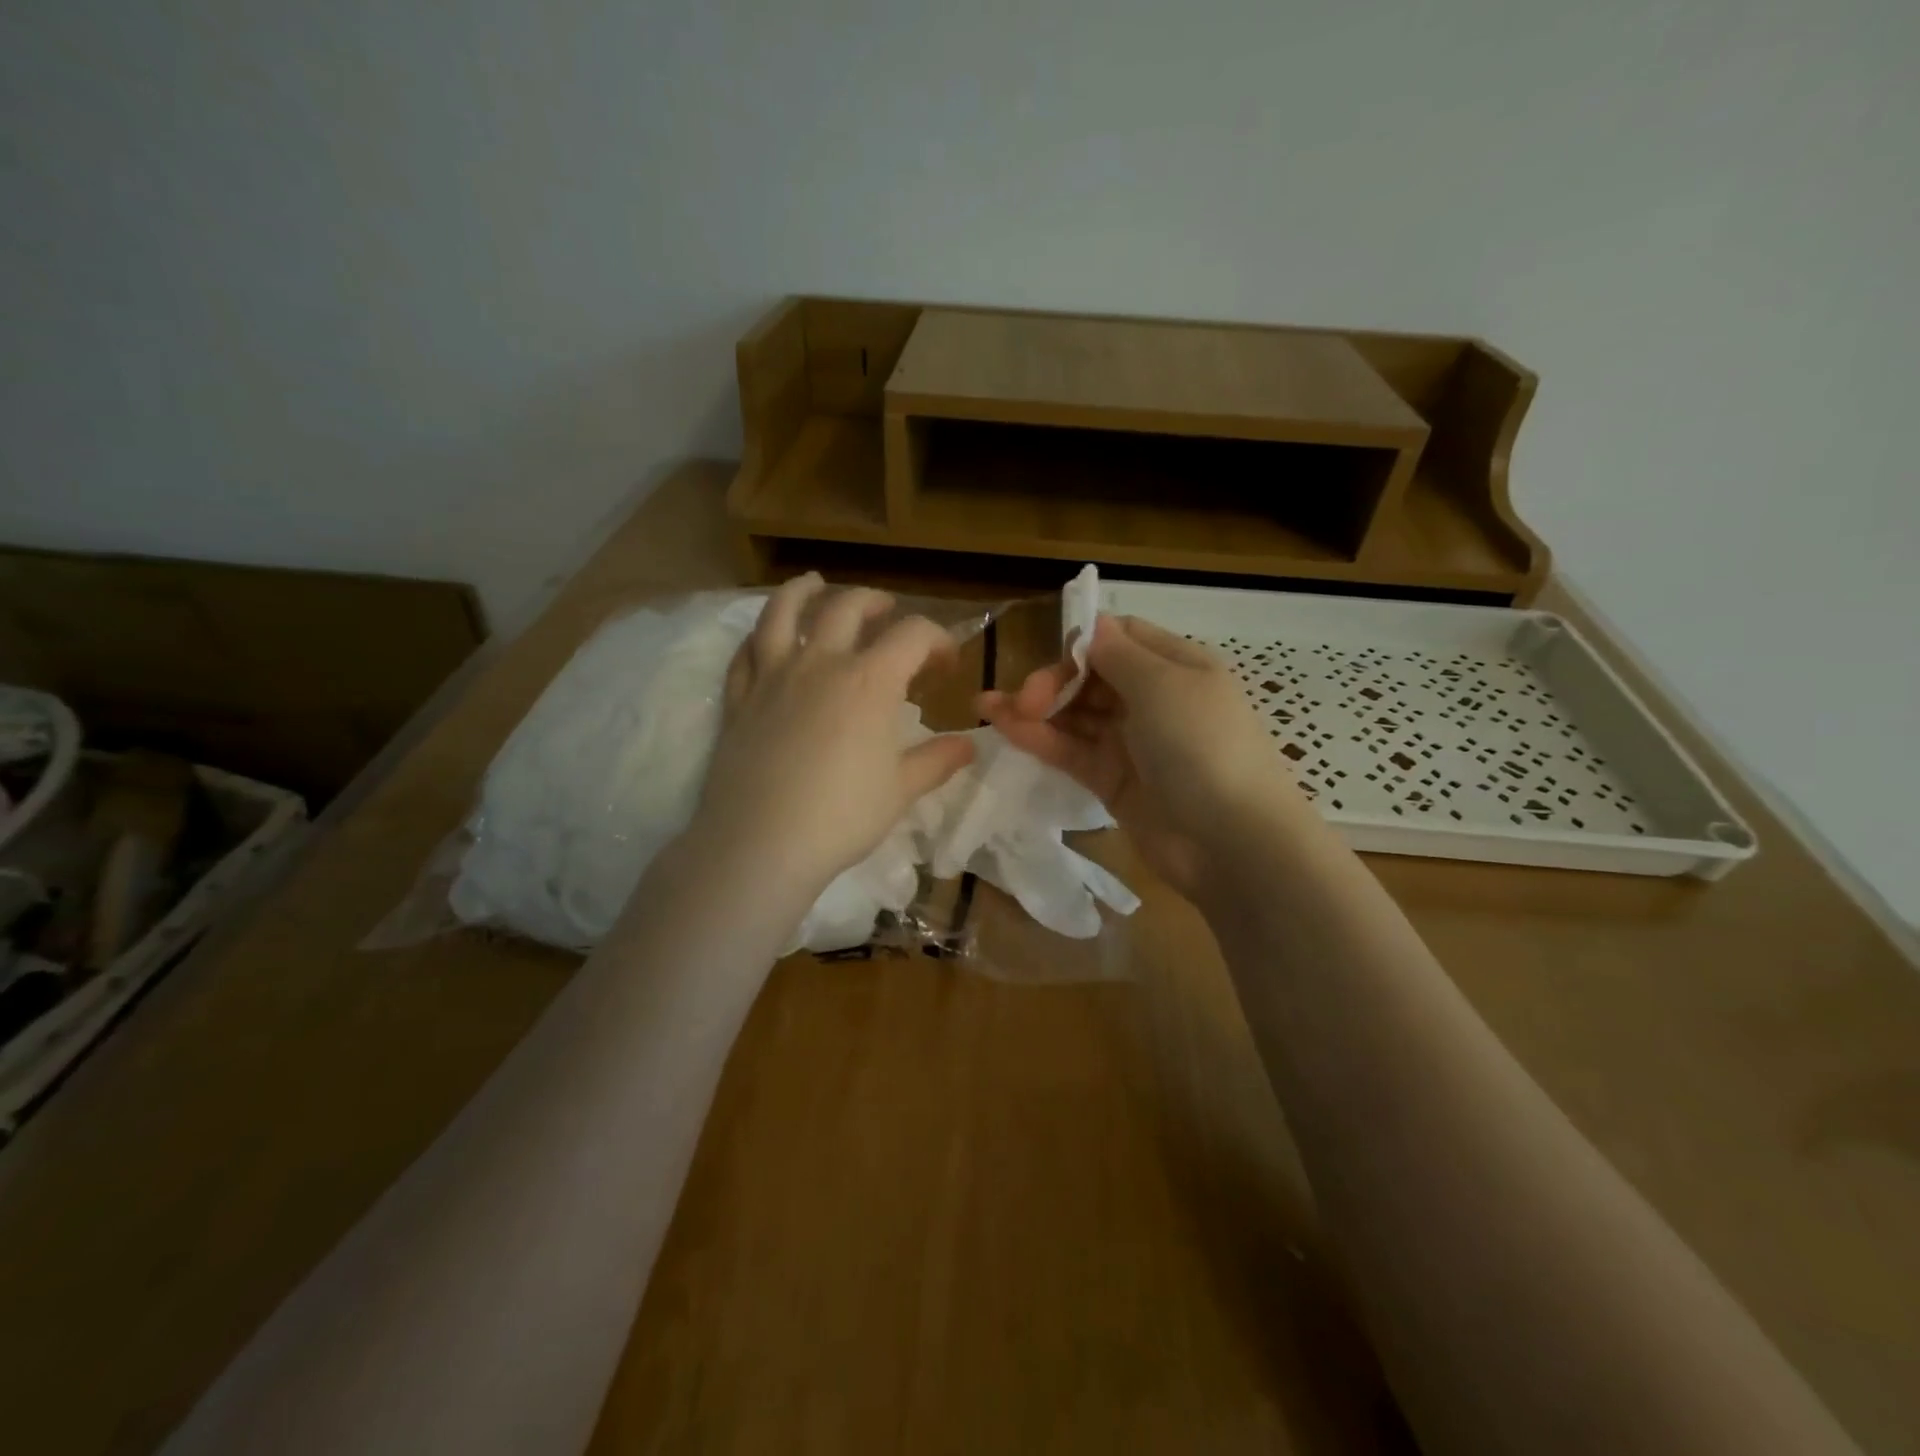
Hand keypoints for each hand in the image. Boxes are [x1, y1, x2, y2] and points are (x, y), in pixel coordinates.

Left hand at [689, 574, 974, 899]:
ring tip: (815, 583)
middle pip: (848, 606)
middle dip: (876, 602)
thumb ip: (937, 761)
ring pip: (783, 612)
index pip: (912, 634)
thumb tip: (970, 745)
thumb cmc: (842, 816)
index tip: (946, 663)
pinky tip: (764, 638)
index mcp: (870, 680)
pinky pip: (745, 653)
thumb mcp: (901, 790)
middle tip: (888, 612)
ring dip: (803, 590)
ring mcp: (772, 676)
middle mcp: (820, 663)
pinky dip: (758, 636)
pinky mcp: (739, 699)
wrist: (762, 844)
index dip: (937, 639)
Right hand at [977, 613, 1305, 897]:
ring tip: (988, 709)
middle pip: (1090, 677)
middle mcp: (1153, 699)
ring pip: (1075, 716)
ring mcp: (1131, 743)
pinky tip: (1005, 730)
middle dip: (1053, 681)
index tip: (1054, 656)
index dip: (1082, 642)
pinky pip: (1071, 751)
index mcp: (1175, 666)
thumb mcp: (1163, 684)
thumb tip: (1092, 626)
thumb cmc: (1201, 746)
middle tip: (1025, 700)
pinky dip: (1040, 740)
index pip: (1119, 638)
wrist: (1231, 842)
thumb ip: (1117, 653)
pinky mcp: (1111, 781)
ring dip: (1034, 709)